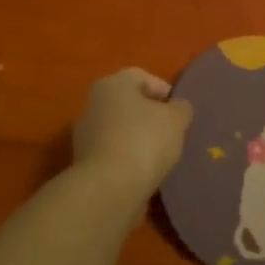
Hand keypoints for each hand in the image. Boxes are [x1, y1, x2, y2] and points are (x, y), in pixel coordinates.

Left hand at [72, 67, 193, 198]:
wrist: (109, 188)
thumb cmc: (144, 140)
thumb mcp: (176, 119)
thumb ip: (181, 108)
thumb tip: (177, 108)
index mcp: (112, 84)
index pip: (140, 77)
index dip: (162, 89)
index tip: (177, 110)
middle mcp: (93, 104)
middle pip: (127, 103)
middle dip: (149, 115)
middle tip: (170, 131)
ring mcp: (85, 135)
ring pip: (119, 129)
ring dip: (137, 138)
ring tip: (159, 155)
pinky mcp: (84, 164)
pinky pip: (113, 153)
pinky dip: (128, 158)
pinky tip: (144, 171)